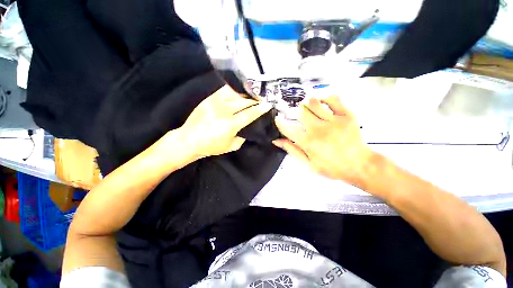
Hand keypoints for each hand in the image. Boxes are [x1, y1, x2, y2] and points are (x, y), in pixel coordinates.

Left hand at [179, 85, 271, 158]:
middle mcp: (224, 111)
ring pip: (236, 94)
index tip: (268, 104)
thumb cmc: (211, 146)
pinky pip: (225, 90)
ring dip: (247, 93)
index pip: (250, 114)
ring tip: (254, 93)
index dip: (260, 109)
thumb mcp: (231, 146)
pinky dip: (235, 89)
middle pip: (245, 102)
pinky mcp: (209, 99)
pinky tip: (240, 90)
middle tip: (263, 98)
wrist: (189, 140)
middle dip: (256, 99)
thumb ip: (242, 137)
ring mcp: (215, 103)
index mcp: (230, 125)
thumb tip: (248, 128)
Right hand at [273, 96, 372, 186]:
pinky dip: (325, 97)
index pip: (288, 128)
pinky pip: (333, 98)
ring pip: (313, 103)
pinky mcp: (346, 115)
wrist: (359, 165)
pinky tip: (322, 101)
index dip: (280, 122)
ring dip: (307, 103)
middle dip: (295, 112)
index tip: (278, 119)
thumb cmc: (332, 167)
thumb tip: (277, 141)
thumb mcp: (308, 164)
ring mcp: (333, 121)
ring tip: (308, 107)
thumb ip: (292, 150)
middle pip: (300, 112)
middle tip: (298, 116)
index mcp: (308, 142)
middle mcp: (318, 129)